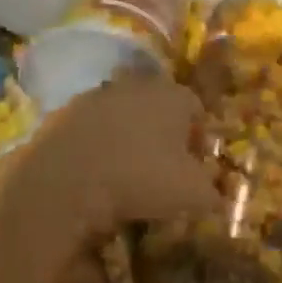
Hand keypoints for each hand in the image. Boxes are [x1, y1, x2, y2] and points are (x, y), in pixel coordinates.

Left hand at [0, 74, 220, 257]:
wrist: (66, 179)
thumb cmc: (141, 178)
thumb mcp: (191, 194)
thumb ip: (211, 193)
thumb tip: (216, 197)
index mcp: (174, 96)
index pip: (196, 110)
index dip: (199, 138)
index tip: (195, 167)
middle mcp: (138, 86)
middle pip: (158, 107)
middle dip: (163, 134)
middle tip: (162, 169)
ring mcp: (98, 95)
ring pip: (123, 115)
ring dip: (127, 137)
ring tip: (125, 174)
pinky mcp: (65, 112)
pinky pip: (91, 128)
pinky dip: (96, 145)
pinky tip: (94, 174)